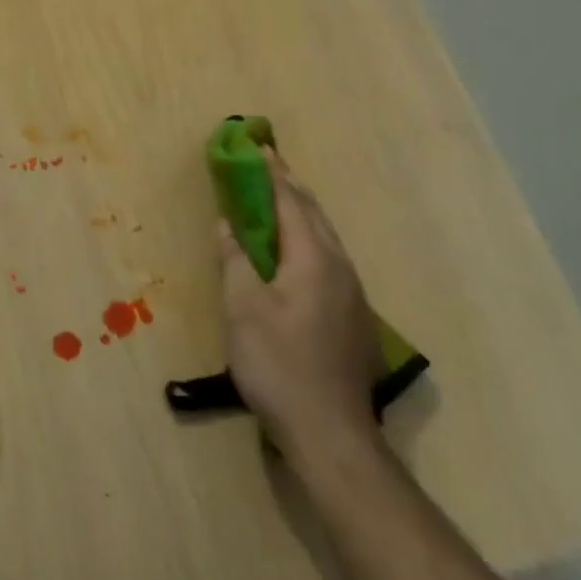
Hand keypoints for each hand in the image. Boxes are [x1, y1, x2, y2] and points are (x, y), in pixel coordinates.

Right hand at [219, 147, 384, 465]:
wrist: (331, 433)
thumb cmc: (278, 363)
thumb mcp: (242, 308)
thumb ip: (234, 259)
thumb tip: (228, 223)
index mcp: (314, 259)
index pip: (291, 201)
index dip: (271, 172)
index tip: (257, 146)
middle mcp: (340, 268)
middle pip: (314, 215)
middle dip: (289, 187)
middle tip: (265, 166)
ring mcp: (353, 295)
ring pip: (325, 239)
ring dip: (300, 214)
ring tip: (276, 202)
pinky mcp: (353, 318)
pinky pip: (328, 261)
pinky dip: (307, 242)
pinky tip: (293, 257)